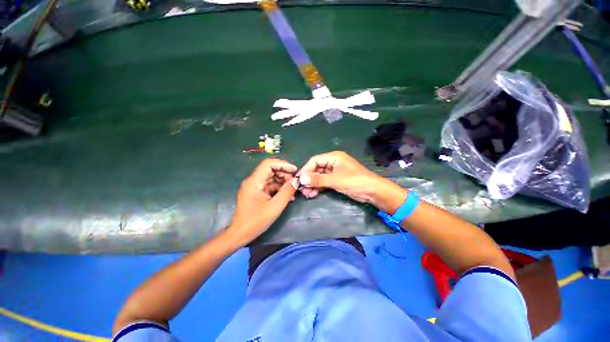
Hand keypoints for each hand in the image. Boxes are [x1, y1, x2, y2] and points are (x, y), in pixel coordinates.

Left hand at [227, 159, 298, 245]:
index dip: (283, 164)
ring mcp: (254, 186)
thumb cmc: (256, 221)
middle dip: (284, 174)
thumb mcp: (275, 207)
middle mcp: (253, 181)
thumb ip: (287, 192)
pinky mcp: (256, 192)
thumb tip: (296, 181)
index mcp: (254, 182)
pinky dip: (278, 188)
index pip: (268, 164)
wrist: (240, 234)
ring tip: (293, 190)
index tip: (295, 170)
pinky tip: (287, 195)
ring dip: (283, 181)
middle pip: (270, 170)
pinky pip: (269, 185)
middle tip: (295, 182)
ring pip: (271, 177)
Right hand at [297, 151, 384, 202]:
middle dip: (309, 179)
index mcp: (334, 157)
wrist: (373, 191)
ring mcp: (335, 172)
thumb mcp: (335, 180)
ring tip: (306, 194)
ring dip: (313, 184)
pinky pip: (324, 182)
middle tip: (302, 189)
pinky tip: (312, 194)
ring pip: (320, 177)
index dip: (306, 169)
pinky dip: (319, 187)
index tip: (299, 179)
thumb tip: (301, 179)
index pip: (315, 160)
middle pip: (316, 169)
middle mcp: (333, 162)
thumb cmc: (354, 181)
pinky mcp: (337, 180)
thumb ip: (318, 179)